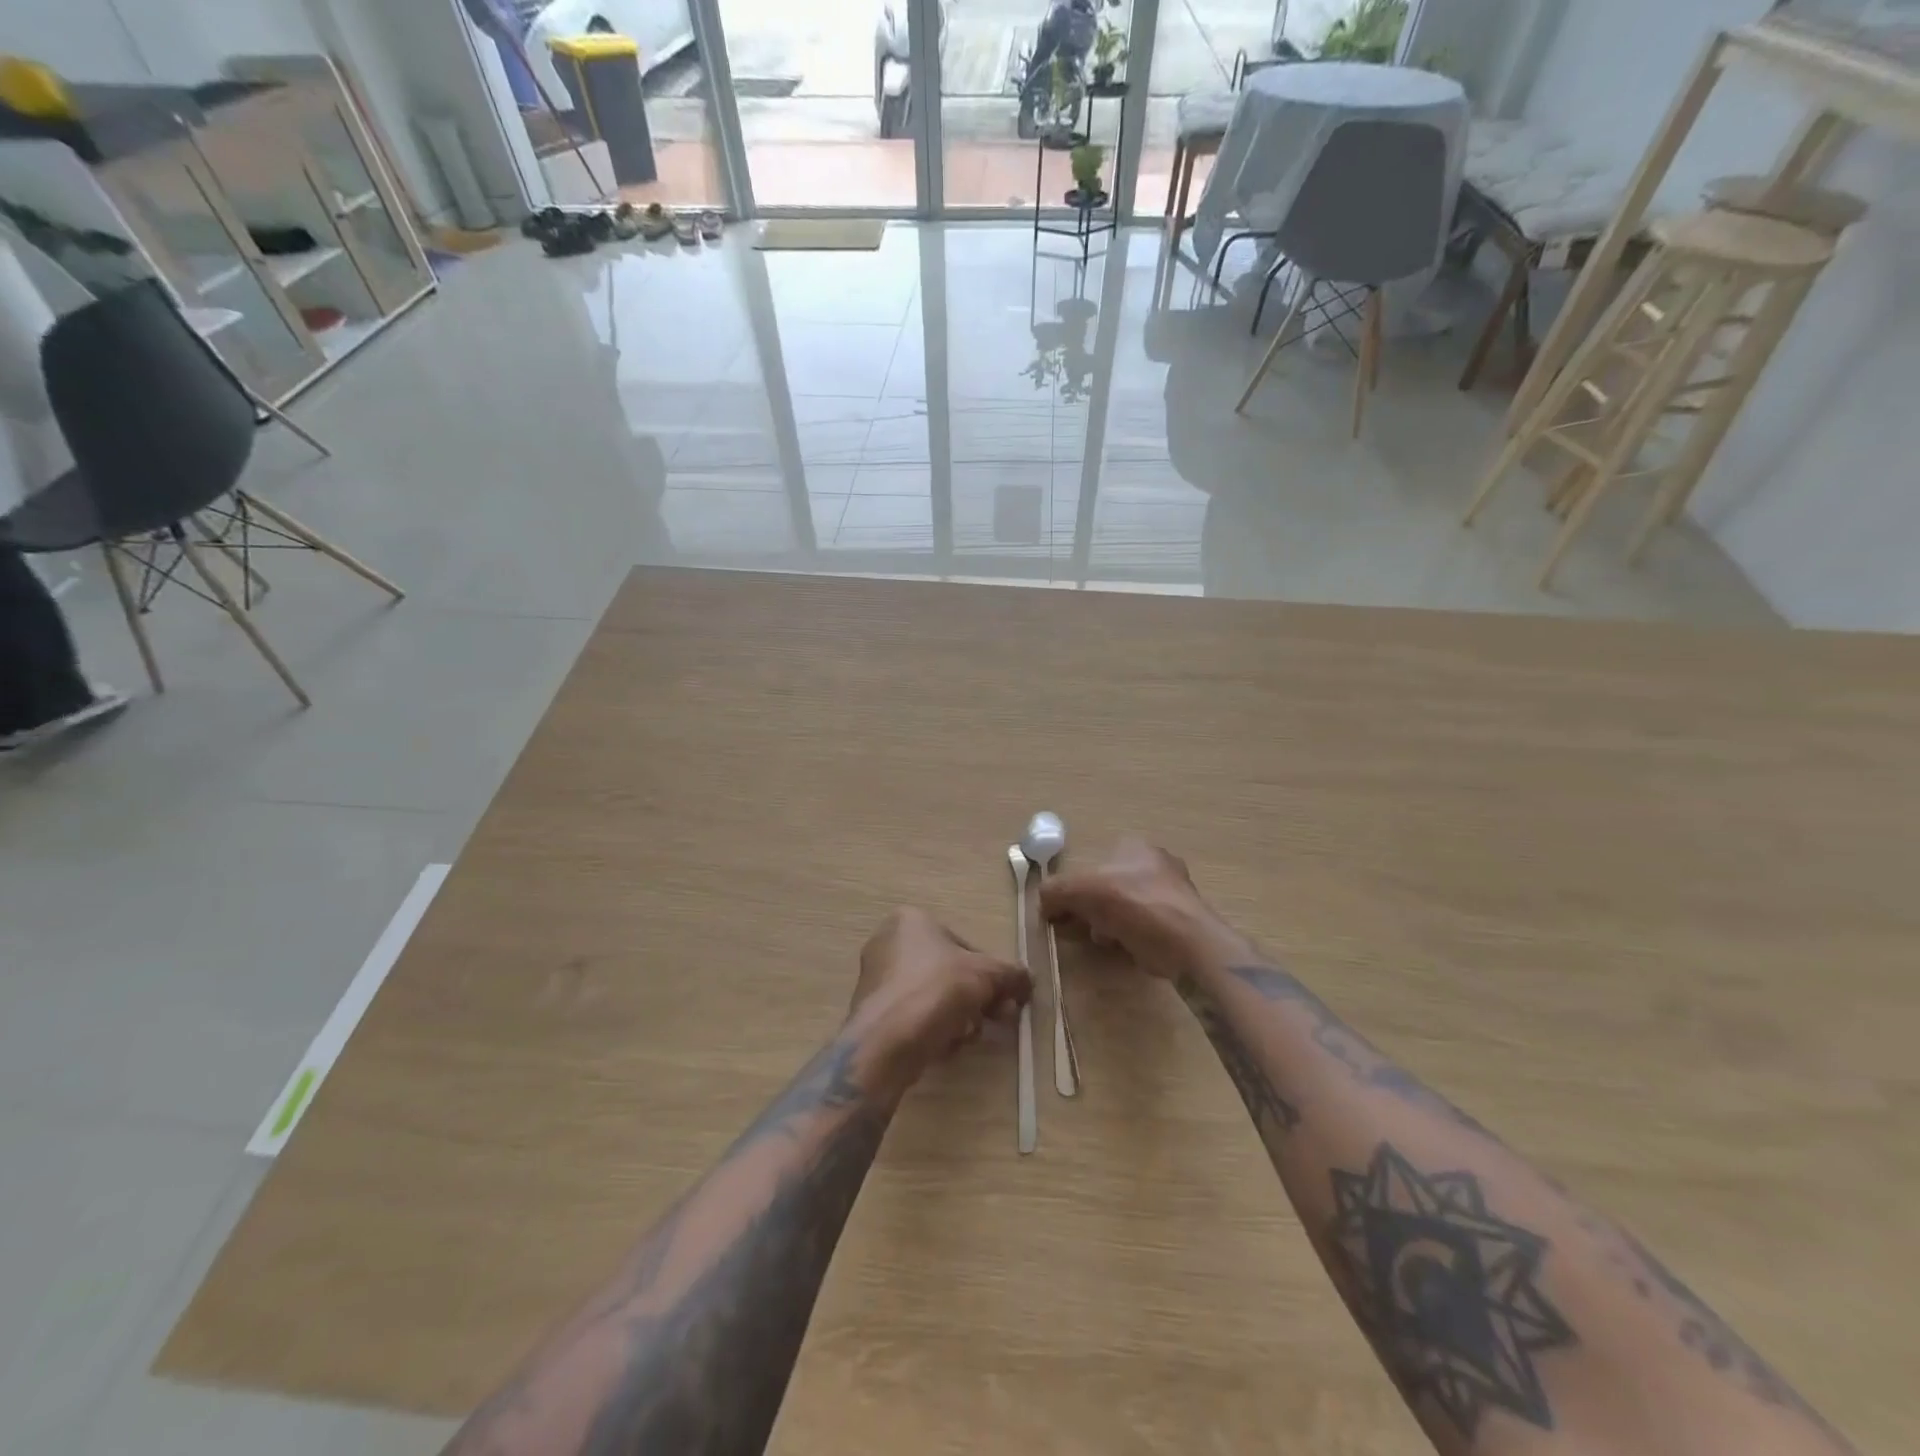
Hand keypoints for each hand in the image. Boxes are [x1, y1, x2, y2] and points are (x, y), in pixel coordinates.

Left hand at [849, 908, 1031, 1081]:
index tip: (1005, 997)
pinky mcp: (872, 1013)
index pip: (962, 945)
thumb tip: (1029, 980)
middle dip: (976, 997)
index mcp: (911, 920)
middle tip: (997, 1018)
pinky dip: (933, 1029)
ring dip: (958, 1015)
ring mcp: (876, 979)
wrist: (888, 1040)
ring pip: (933, 996)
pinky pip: (914, 1017)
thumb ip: (1011, 974)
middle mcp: (888, 943)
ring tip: (969, 1035)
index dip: (989, 973)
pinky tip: (945, 1046)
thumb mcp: (988, 975)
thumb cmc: (938, 989)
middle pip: (948, 972)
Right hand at [1039, 836, 1247, 980]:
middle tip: (1082, 926)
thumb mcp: (1080, 891)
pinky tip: (1126, 948)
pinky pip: (1144, 926)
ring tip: (1105, 939)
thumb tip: (1043, 903)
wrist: (1186, 943)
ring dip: (1109, 923)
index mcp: (1135, 846)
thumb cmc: (1133, 904)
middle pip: (1109, 885)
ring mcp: (1173, 892)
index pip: (1095, 861)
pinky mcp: (1181, 921)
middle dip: (1092, 907)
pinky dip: (1131, 936)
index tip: (1064, 910)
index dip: (1076, 886)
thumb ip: (1055, 891)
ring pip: (1125, 907)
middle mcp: (1156, 862)